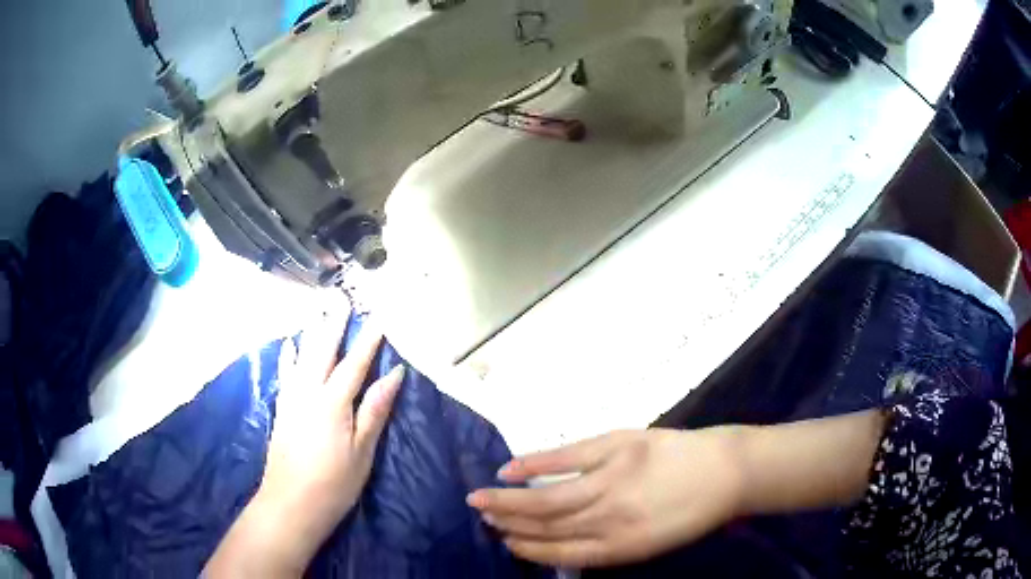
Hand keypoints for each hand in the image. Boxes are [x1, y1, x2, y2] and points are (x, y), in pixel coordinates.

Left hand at [206, 312, 403, 576]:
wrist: (290, 504)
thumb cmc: (334, 483)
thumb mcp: (363, 451)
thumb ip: (374, 410)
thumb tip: (393, 375)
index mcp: (333, 403)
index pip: (355, 364)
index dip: (369, 341)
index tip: (380, 318)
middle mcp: (309, 393)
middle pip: (323, 351)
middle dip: (334, 325)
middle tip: (341, 299)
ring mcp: (291, 400)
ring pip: (302, 357)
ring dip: (312, 333)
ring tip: (317, 311)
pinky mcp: (282, 411)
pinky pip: (286, 373)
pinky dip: (289, 356)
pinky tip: (289, 346)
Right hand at [467, 428, 745, 568]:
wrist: (729, 471)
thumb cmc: (692, 512)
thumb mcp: (653, 543)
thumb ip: (610, 544)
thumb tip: (564, 542)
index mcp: (621, 546)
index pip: (559, 552)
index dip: (527, 549)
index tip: (504, 542)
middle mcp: (610, 517)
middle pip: (547, 525)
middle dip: (509, 524)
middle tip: (481, 518)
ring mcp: (612, 479)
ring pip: (549, 496)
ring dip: (511, 501)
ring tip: (483, 499)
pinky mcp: (618, 446)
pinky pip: (566, 457)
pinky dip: (534, 464)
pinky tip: (509, 469)